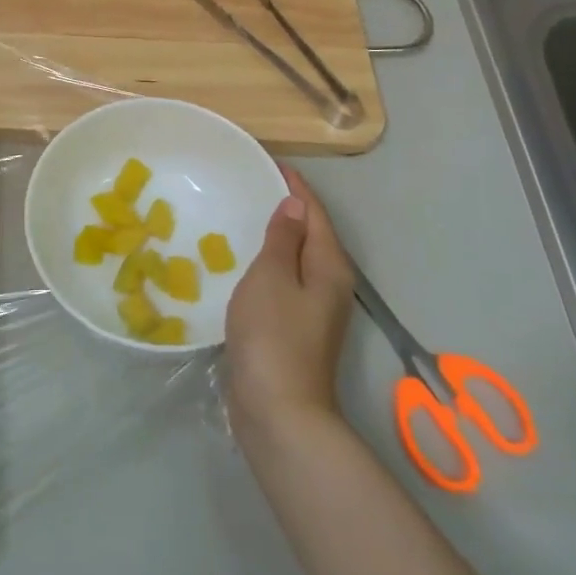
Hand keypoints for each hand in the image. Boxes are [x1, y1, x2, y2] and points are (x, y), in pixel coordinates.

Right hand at [224, 165, 354, 435]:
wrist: (278, 411)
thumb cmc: (273, 335)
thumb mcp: (272, 276)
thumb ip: (283, 239)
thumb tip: (295, 206)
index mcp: (329, 266)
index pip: (314, 214)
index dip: (296, 187)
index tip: (272, 163)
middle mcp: (330, 284)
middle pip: (312, 235)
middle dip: (288, 209)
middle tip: (255, 184)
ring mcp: (315, 310)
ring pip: (298, 259)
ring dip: (278, 236)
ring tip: (247, 215)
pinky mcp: (296, 329)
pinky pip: (285, 281)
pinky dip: (270, 263)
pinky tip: (245, 263)